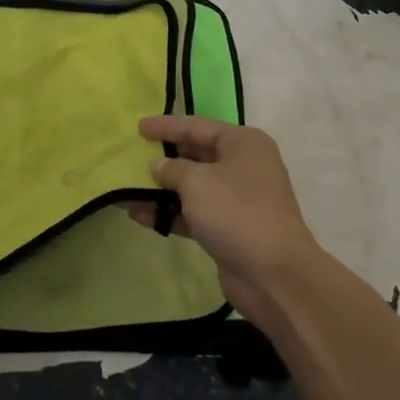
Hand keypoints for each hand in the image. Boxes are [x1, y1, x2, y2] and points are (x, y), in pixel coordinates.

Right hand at [137, 116, 320, 318]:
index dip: (167, 126)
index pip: (198, 126)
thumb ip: (172, 169)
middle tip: (132, 156)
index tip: (139, 127)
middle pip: (196, 155)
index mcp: (243, 143)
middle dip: (164, 158)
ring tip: (126, 189)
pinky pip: (193, 214)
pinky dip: (169, 213)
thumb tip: (159, 165)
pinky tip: (139, 215)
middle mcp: (243, 166)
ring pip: (193, 187)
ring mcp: (237, 200)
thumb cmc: (236, 212)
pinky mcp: (229, 229)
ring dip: (161, 190)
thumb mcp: (197, 182)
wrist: (273, 273)